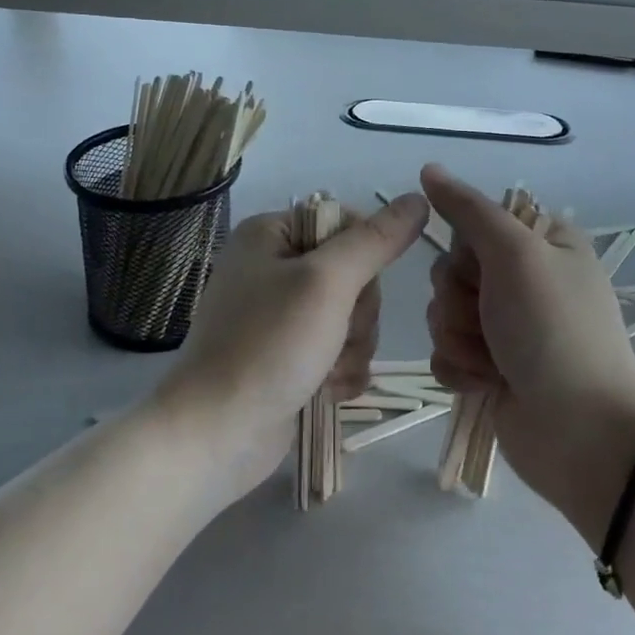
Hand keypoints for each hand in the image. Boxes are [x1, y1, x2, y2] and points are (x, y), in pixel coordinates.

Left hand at [152, 193, 429, 500]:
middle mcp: (274, 268)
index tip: (354, 288)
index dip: (366, 256)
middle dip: (357, 314)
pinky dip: (342, 372)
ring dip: (352, 348)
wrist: (217, 435)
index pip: (347, 223)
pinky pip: (341, 351)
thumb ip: (375, 241)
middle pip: (355, 275)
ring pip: (353, 318)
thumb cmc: (268, 345)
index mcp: (272, 235)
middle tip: (334, 336)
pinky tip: (326, 391)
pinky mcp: (291, 357)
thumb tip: (418, 200)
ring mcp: (282, 317)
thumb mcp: (326, 283)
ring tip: (326, 371)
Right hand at [421, 164, 634, 538]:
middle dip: (460, 300)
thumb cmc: (553, 330)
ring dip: (459, 338)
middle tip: (492, 320)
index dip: (468, 248)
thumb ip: (468, 210)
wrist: (580, 432)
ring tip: (494, 361)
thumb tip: (428, 169)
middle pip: (451, 270)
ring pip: (443, 313)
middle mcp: (524, 281)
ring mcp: (506, 328)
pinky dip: (459, 369)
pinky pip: (444, 353)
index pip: (474, 224)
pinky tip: (485, 383)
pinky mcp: (489, 369)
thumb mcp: (516, 253)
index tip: (486, 267)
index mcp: (542, 244)